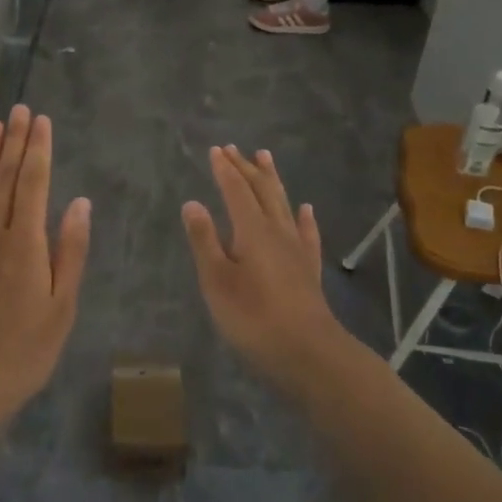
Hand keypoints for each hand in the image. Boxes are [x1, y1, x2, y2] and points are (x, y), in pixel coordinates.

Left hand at [0, 105, 90, 408]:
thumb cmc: (24, 351)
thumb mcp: (61, 307)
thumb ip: (70, 252)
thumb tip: (80, 204)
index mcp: (25, 245)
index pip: (33, 185)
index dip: (38, 150)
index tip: (41, 120)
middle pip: (4, 180)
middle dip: (14, 142)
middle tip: (20, 109)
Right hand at [182, 146, 344, 386]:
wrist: (307, 352)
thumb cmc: (253, 317)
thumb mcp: (217, 280)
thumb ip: (204, 241)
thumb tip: (193, 203)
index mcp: (251, 230)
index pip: (236, 191)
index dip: (225, 170)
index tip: (216, 150)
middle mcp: (277, 231)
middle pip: (262, 190)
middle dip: (246, 168)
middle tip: (234, 149)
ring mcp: (297, 248)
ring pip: (284, 204)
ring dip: (272, 180)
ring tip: (265, 159)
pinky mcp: (309, 268)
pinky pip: (306, 232)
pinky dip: (303, 216)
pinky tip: (305, 209)